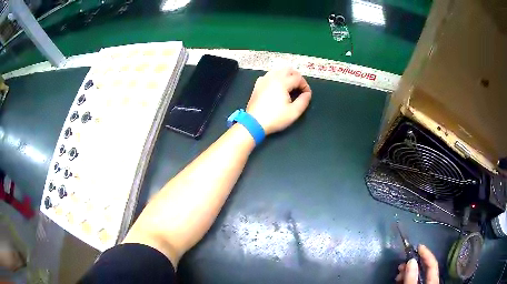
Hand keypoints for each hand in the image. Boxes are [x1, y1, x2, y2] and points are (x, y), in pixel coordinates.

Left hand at [246, 67, 311, 134]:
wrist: (254, 123)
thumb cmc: (275, 118)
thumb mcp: (294, 112)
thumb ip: (304, 101)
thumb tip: (307, 94)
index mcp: (282, 82)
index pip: (298, 78)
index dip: (305, 85)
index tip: (307, 94)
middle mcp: (272, 77)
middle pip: (288, 69)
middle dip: (297, 77)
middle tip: (300, 88)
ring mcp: (263, 80)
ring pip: (278, 70)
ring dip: (286, 76)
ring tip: (290, 86)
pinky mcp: (257, 85)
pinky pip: (269, 75)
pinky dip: (276, 77)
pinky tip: (277, 87)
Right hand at [395, 245, 438, 283]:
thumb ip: (412, 277)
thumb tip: (411, 260)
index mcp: (433, 279)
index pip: (433, 263)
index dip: (427, 253)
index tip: (418, 246)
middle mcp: (431, 280)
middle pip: (424, 268)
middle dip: (413, 263)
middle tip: (402, 263)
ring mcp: (424, 283)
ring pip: (418, 274)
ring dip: (408, 271)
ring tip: (398, 273)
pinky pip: (414, 279)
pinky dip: (407, 277)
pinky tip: (400, 278)